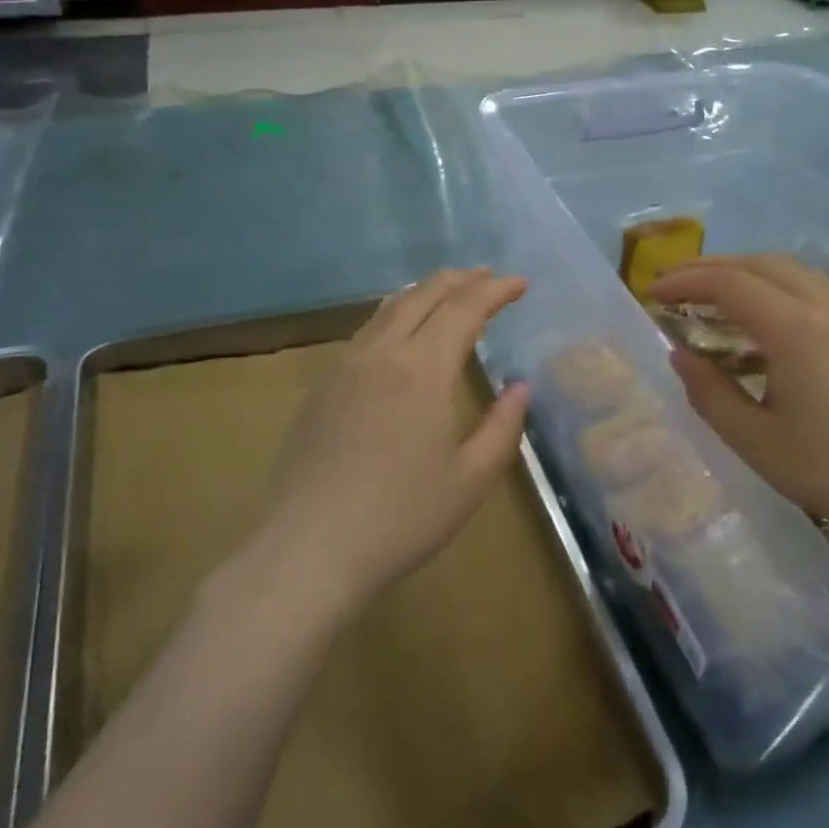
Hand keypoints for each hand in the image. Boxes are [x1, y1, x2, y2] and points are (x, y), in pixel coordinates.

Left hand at [262, 269, 530, 610]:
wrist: (307, 552)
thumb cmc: (400, 519)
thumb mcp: (470, 480)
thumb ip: (502, 428)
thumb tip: (519, 387)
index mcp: (422, 370)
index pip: (464, 309)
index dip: (495, 291)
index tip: (520, 283)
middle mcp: (380, 355)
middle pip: (422, 296)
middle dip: (458, 280)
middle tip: (486, 275)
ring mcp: (343, 368)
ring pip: (387, 310)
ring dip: (423, 292)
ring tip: (447, 292)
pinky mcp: (320, 389)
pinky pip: (364, 333)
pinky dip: (394, 316)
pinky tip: (399, 334)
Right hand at [652, 255, 828, 546]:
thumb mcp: (754, 440)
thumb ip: (709, 393)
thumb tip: (680, 355)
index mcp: (794, 328)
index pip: (729, 283)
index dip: (685, 281)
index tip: (652, 291)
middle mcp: (825, 307)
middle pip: (760, 263)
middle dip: (712, 266)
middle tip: (676, 282)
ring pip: (792, 270)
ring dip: (746, 271)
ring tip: (715, 293)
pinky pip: (814, 288)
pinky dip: (776, 286)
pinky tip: (766, 318)